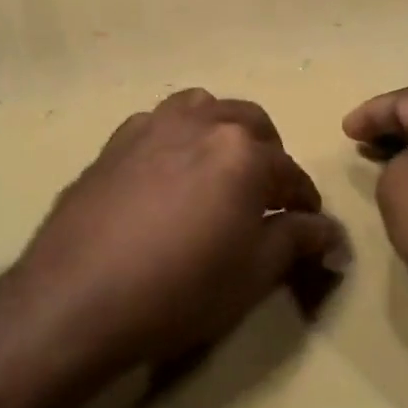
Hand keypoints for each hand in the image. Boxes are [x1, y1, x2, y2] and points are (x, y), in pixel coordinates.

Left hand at [15, 89, 343, 377]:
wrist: (78, 298)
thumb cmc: (180, 288)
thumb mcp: (254, 273)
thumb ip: (297, 240)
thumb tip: (329, 231)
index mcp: (243, 150)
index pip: (290, 172)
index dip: (304, 201)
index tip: (307, 224)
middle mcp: (200, 122)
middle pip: (250, 124)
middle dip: (267, 156)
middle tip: (264, 196)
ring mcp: (152, 126)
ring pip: (202, 110)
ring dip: (221, 133)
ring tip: (217, 172)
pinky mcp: (114, 141)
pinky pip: (158, 124)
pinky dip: (177, 139)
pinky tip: (167, 176)